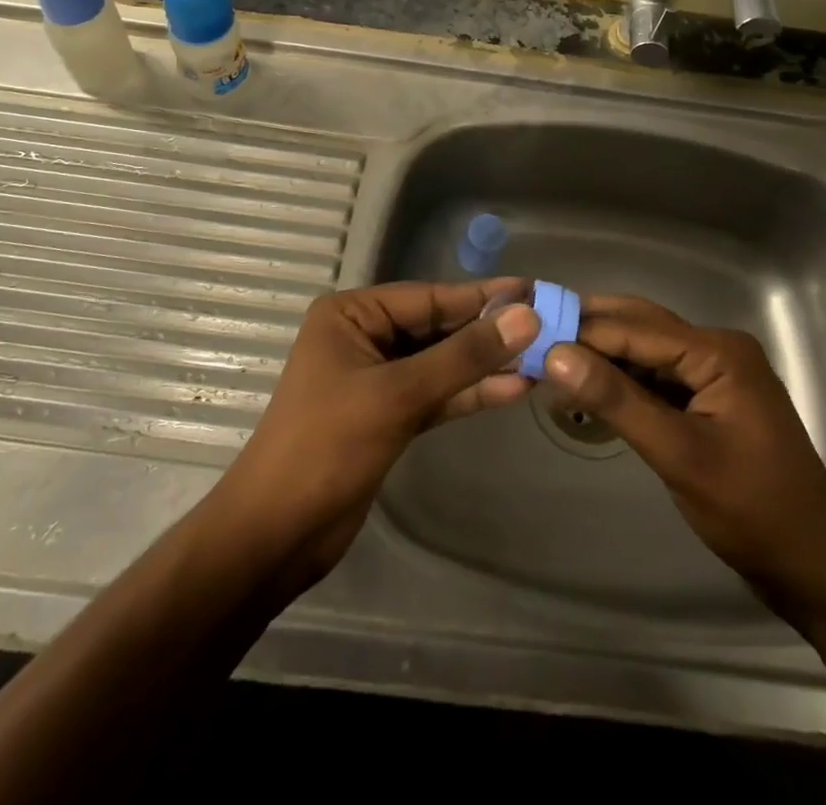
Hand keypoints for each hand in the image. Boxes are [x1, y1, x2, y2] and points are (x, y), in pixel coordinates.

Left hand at [205, 280, 539, 592]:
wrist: (276, 535)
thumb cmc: (326, 448)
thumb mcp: (398, 395)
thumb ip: (463, 356)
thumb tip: (526, 317)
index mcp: (351, 314)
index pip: (429, 297)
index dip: (483, 296)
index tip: (535, 291)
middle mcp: (364, 337)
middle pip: (438, 327)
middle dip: (489, 331)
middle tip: (549, 325)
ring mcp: (377, 378)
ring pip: (441, 363)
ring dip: (486, 364)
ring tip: (543, 357)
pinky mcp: (389, 416)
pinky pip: (437, 394)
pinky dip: (470, 393)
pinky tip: (513, 388)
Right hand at [541, 295, 825, 630]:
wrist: (817, 568)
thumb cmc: (752, 510)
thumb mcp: (678, 455)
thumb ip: (617, 401)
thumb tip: (555, 354)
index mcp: (717, 351)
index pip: (634, 329)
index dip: (581, 331)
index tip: (528, 336)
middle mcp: (717, 349)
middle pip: (641, 327)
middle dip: (589, 331)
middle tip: (532, 336)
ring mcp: (715, 375)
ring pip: (646, 351)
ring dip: (603, 355)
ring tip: (549, 357)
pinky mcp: (710, 400)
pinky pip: (658, 377)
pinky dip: (624, 380)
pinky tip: (589, 387)